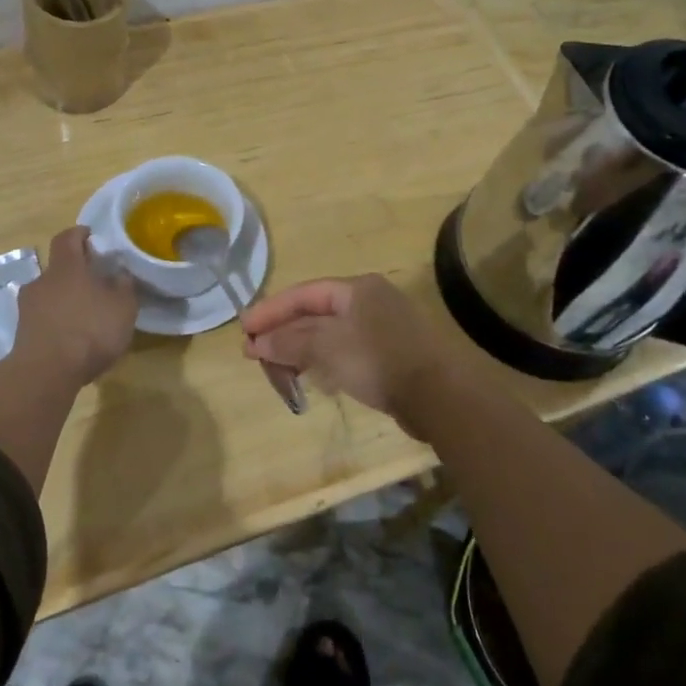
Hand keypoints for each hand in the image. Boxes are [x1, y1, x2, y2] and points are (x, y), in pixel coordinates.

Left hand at [11, 226, 138, 386]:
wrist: (45, 372)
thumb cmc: (89, 330)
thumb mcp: (122, 307)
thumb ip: (123, 287)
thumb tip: (119, 274)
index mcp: (66, 266)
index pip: (67, 237)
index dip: (79, 234)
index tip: (91, 236)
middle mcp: (42, 280)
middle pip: (58, 268)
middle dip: (75, 273)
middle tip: (96, 284)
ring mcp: (28, 307)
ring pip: (49, 294)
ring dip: (65, 300)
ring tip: (86, 316)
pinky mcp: (22, 333)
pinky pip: (43, 318)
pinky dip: (57, 322)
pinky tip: (73, 338)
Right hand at [241, 274, 466, 438]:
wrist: (441, 397)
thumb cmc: (379, 360)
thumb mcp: (326, 347)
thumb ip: (289, 341)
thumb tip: (256, 342)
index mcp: (356, 288)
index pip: (303, 294)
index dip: (270, 311)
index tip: (243, 330)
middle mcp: (370, 301)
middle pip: (315, 314)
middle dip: (283, 334)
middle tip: (255, 355)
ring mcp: (383, 328)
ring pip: (329, 335)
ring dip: (301, 351)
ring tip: (277, 370)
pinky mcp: (391, 355)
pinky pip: (346, 352)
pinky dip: (324, 362)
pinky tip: (311, 378)